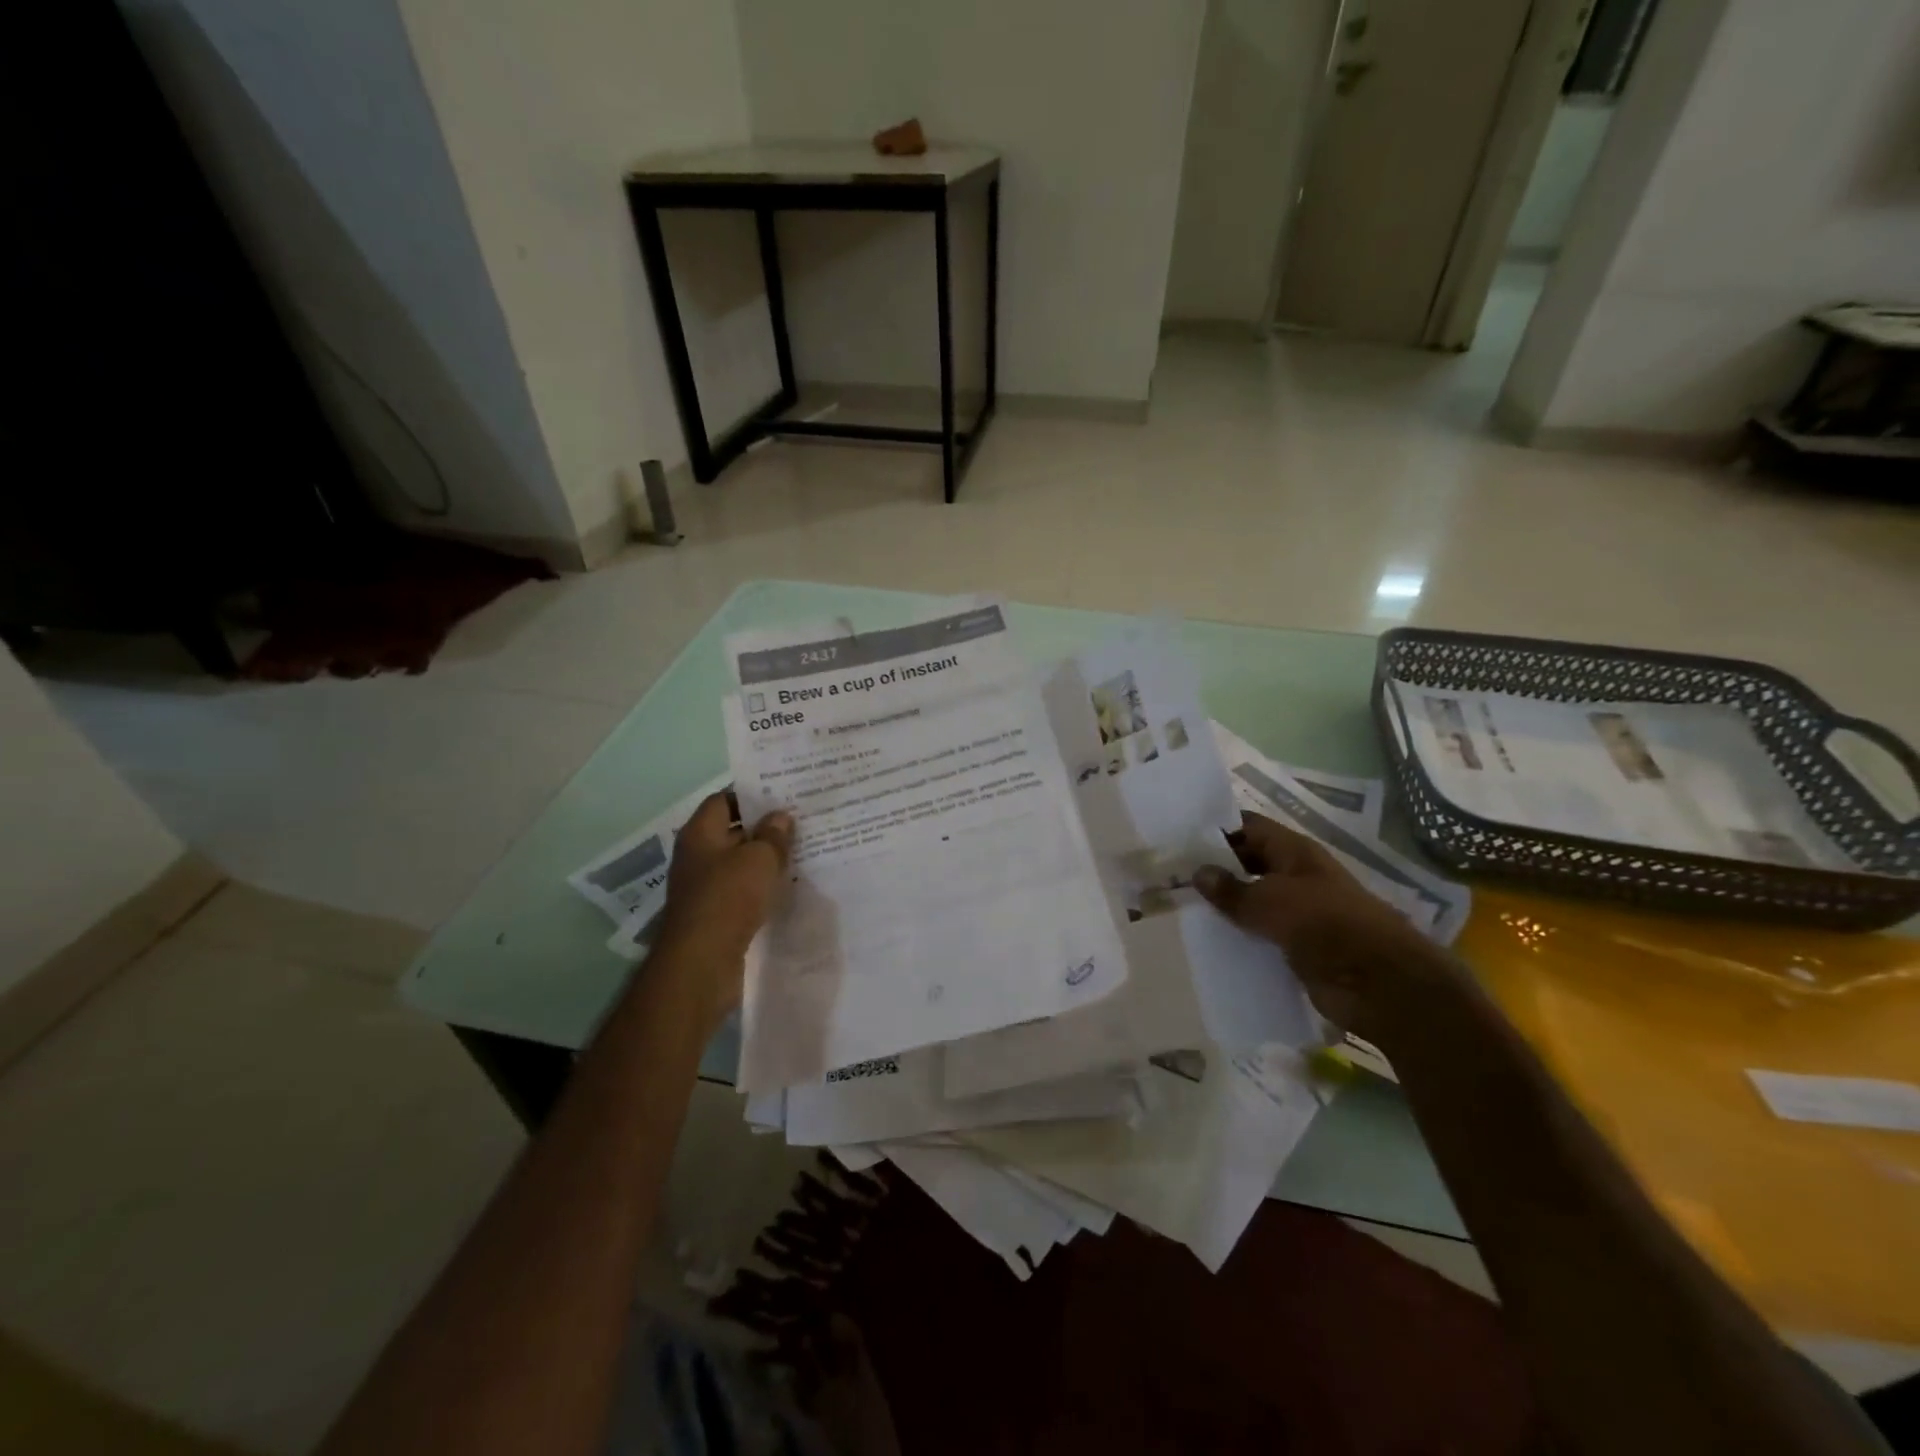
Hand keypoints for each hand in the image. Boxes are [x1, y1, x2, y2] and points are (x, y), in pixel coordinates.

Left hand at [653, 794, 793, 1012]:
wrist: (702, 963)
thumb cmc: (728, 898)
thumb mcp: (759, 859)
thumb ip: (773, 835)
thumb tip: (780, 816)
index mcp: (700, 834)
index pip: (723, 800)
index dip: (751, 795)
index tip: (783, 796)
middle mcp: (697, 856)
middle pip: (732, 832)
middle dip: (764, 828)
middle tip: (801, 823)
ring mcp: (704, 888)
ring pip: (739, 864)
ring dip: (765, 860)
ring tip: (802, 852)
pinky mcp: (715, 915)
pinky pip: (741, 891)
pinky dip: (761, 887)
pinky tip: (787, 887)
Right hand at [1193, 812, 1461, 1046]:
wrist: (1380, 984)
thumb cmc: (1325, 925)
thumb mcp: (1270, 901)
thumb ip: (1231, 889)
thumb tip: (1199, 872)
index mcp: (1294, 852)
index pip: (1248, 827)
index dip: (1216, 828)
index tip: (1178, 836)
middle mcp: (1296, 876)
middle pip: (1249, 863)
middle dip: (1215, 868)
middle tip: (1170, 875)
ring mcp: (1299, 912)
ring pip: (1253, 901)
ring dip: (1225, 906)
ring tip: (1180, 908)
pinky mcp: (1298, 946)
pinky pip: (1261, 934)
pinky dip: (1239, 937)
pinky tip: (1208, 942)